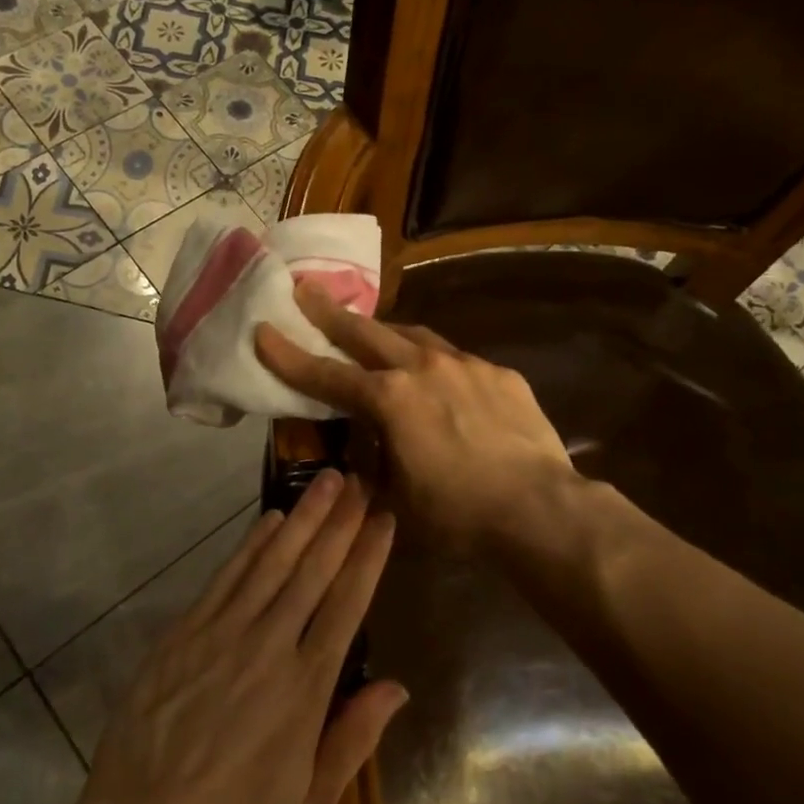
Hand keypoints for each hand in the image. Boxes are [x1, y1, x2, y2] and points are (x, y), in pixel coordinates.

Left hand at [78, 471, 405, 803]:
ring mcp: (223, 633)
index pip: (347, 605)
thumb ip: (354, 741)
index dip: (368, 557)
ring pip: (272, 562)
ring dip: (302, 517)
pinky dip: (251, 543)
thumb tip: (397, 687)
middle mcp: (269, 646)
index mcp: (306, 688)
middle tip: (360, 481)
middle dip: (340, 522)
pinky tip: (269, 518)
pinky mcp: (185, 632)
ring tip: (326, 481)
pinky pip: (227, 576)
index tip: (383, 520)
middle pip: (313, 570)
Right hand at [254, 282, 579, 555]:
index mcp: (390, 400)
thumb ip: (376, 464)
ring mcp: (465, 365)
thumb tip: (367, 452)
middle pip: (366, 332)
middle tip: (305, 289)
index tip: (263, 330)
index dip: (289, 355)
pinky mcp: (499, 374)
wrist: (540, 508)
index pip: (326, 375)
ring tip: (372, 329)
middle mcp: (422, 369)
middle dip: (330, 313)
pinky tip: (441, 378)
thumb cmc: (459, 514)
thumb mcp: (399, 498)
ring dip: (386, 331)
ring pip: (414, 335)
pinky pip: (457, 359)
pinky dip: (436, 363)